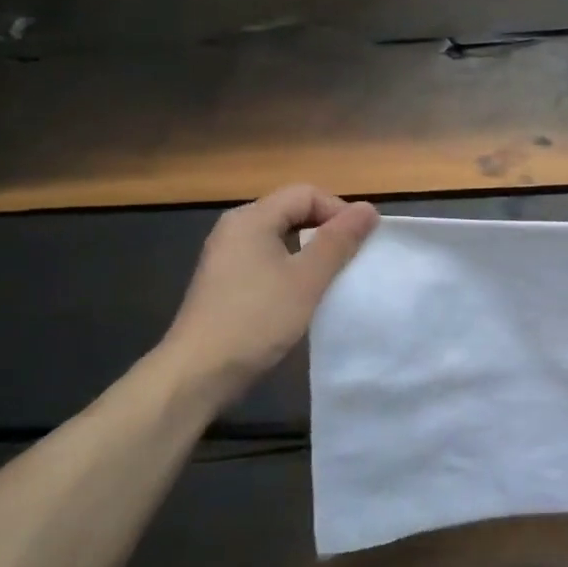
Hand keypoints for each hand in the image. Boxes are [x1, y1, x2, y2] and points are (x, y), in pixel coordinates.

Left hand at [158, 185, 379, 402]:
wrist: (199, 372)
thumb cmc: (257, 319)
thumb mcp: (307, 279)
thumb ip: (339, 241)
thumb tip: (368, 209)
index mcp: (252, 218)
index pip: (306, 194)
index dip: (339, 211)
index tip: (363, 242)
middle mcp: (236, 229)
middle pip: (293, 212)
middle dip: (328, 230)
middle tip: (354, 258)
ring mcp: (228, 257)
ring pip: (282, 238)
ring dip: (313, 252)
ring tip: (335, 277)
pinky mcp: (227, 283)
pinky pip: (269, 260)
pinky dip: (293, 269)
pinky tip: (305, 295)